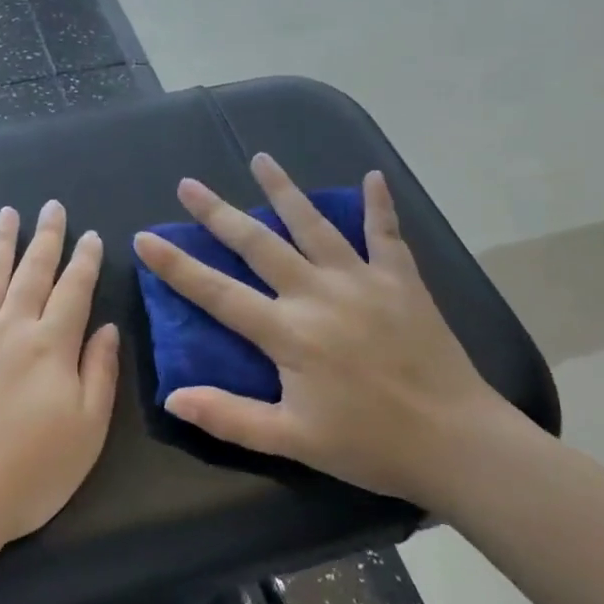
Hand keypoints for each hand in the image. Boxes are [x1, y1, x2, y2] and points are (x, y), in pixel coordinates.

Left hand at [0, 201, 119, 560]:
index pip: (74, 291)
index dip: (86, 261)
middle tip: (52, 206)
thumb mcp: (86, 432)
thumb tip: (108, 328)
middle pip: (33, 272)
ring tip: (7, 213)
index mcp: (51, 346)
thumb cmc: (26, 474)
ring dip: (0, 243)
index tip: (92, 235)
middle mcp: (10, 327)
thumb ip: (100, 374)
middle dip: (46, 237)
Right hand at [133, 154, 510, 509]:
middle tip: (188, 184)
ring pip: (314, 224)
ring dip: (284, 189)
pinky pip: (387, 234)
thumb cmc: (371, 445)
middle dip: (218, 213)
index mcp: (288, 332)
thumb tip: (173, 397)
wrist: (458, 443)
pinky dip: (379, 205)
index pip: (218, 293)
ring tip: (260, 158)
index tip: (145, 238)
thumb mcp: (293, 441)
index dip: (177, 266)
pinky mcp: (401, 280)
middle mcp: (317, 293)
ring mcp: (361, 280)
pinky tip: (372, 177)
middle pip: (258, 243)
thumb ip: (230, 417)